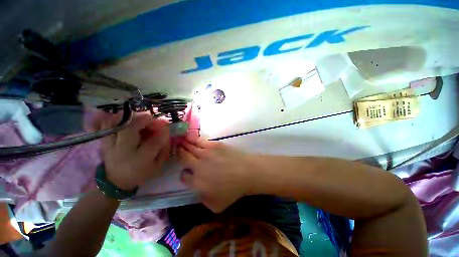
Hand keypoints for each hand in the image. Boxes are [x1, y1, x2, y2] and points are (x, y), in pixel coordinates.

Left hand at [98, 113, 169, 189]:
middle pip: (132, 127)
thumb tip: (166, 133)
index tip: (166, 126)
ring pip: (118, 122)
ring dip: (132, 117)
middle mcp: (123, 150)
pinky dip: (118, 118)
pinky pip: (107, 123)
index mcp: (140, 159)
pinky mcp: (104, 141)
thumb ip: (164, 149)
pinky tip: (127, 119)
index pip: (154, 141)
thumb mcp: (157, 165)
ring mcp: (111, 144)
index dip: (162, 131)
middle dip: (146, 119)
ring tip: (140, 119)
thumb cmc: (140, 173)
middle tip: (153, 120)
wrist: (116, 181)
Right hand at [177, 137, 256, 212]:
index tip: (187, 172)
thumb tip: (197, 191)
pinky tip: (188, 136)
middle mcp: (197, 166)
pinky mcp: (213, 145)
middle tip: (177, 149)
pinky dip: (191, 138)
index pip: (183, 176)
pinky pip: (199, 140)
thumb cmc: (233, 190)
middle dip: (179, 153)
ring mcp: (205, 153)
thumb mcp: (216, 206)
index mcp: (197, 182)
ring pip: (189, 147)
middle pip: (183, 157)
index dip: (184, 174)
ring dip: (183, 144)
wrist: (246, 172)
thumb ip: (203, 200)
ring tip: (179, 140)